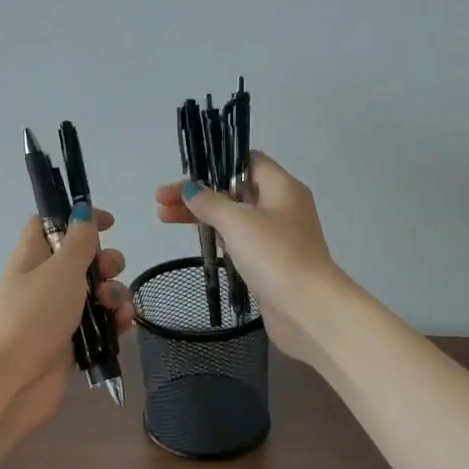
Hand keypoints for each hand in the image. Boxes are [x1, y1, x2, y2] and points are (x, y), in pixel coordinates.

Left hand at [0, 206, 132, 446]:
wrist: (15, 377)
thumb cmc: (35, 314)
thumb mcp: (61, 269)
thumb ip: (79, 240)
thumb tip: (82, 212)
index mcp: (34, 255)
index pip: (52, 223)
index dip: (78, 218)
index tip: (108, 223)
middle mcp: (45, 281)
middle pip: (82, 258)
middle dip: (105, 261)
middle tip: (108, 271)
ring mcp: (59, 312)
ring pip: (97, 291)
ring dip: (115, 292)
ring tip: (114, 306)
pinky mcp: (73, 340)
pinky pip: (101, 321)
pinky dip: (115, 319)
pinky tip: (123, 323)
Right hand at [154, 151, 343, 365]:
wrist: (307, 308)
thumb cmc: (274, 255)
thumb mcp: (237, 222)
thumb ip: (210, 202)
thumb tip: (191, 190)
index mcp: (282, 187)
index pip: (248, 161)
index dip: (217, 163)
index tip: (187, 175)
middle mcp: (282, 207)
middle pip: (235, 190)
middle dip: (199, 194)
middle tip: (161, 202)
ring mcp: (278, 237)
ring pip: (235, 218)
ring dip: (203, 216)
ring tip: (165, 219)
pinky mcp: (270, 263)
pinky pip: (240, 242)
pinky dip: (218, 238)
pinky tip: (197, 241)